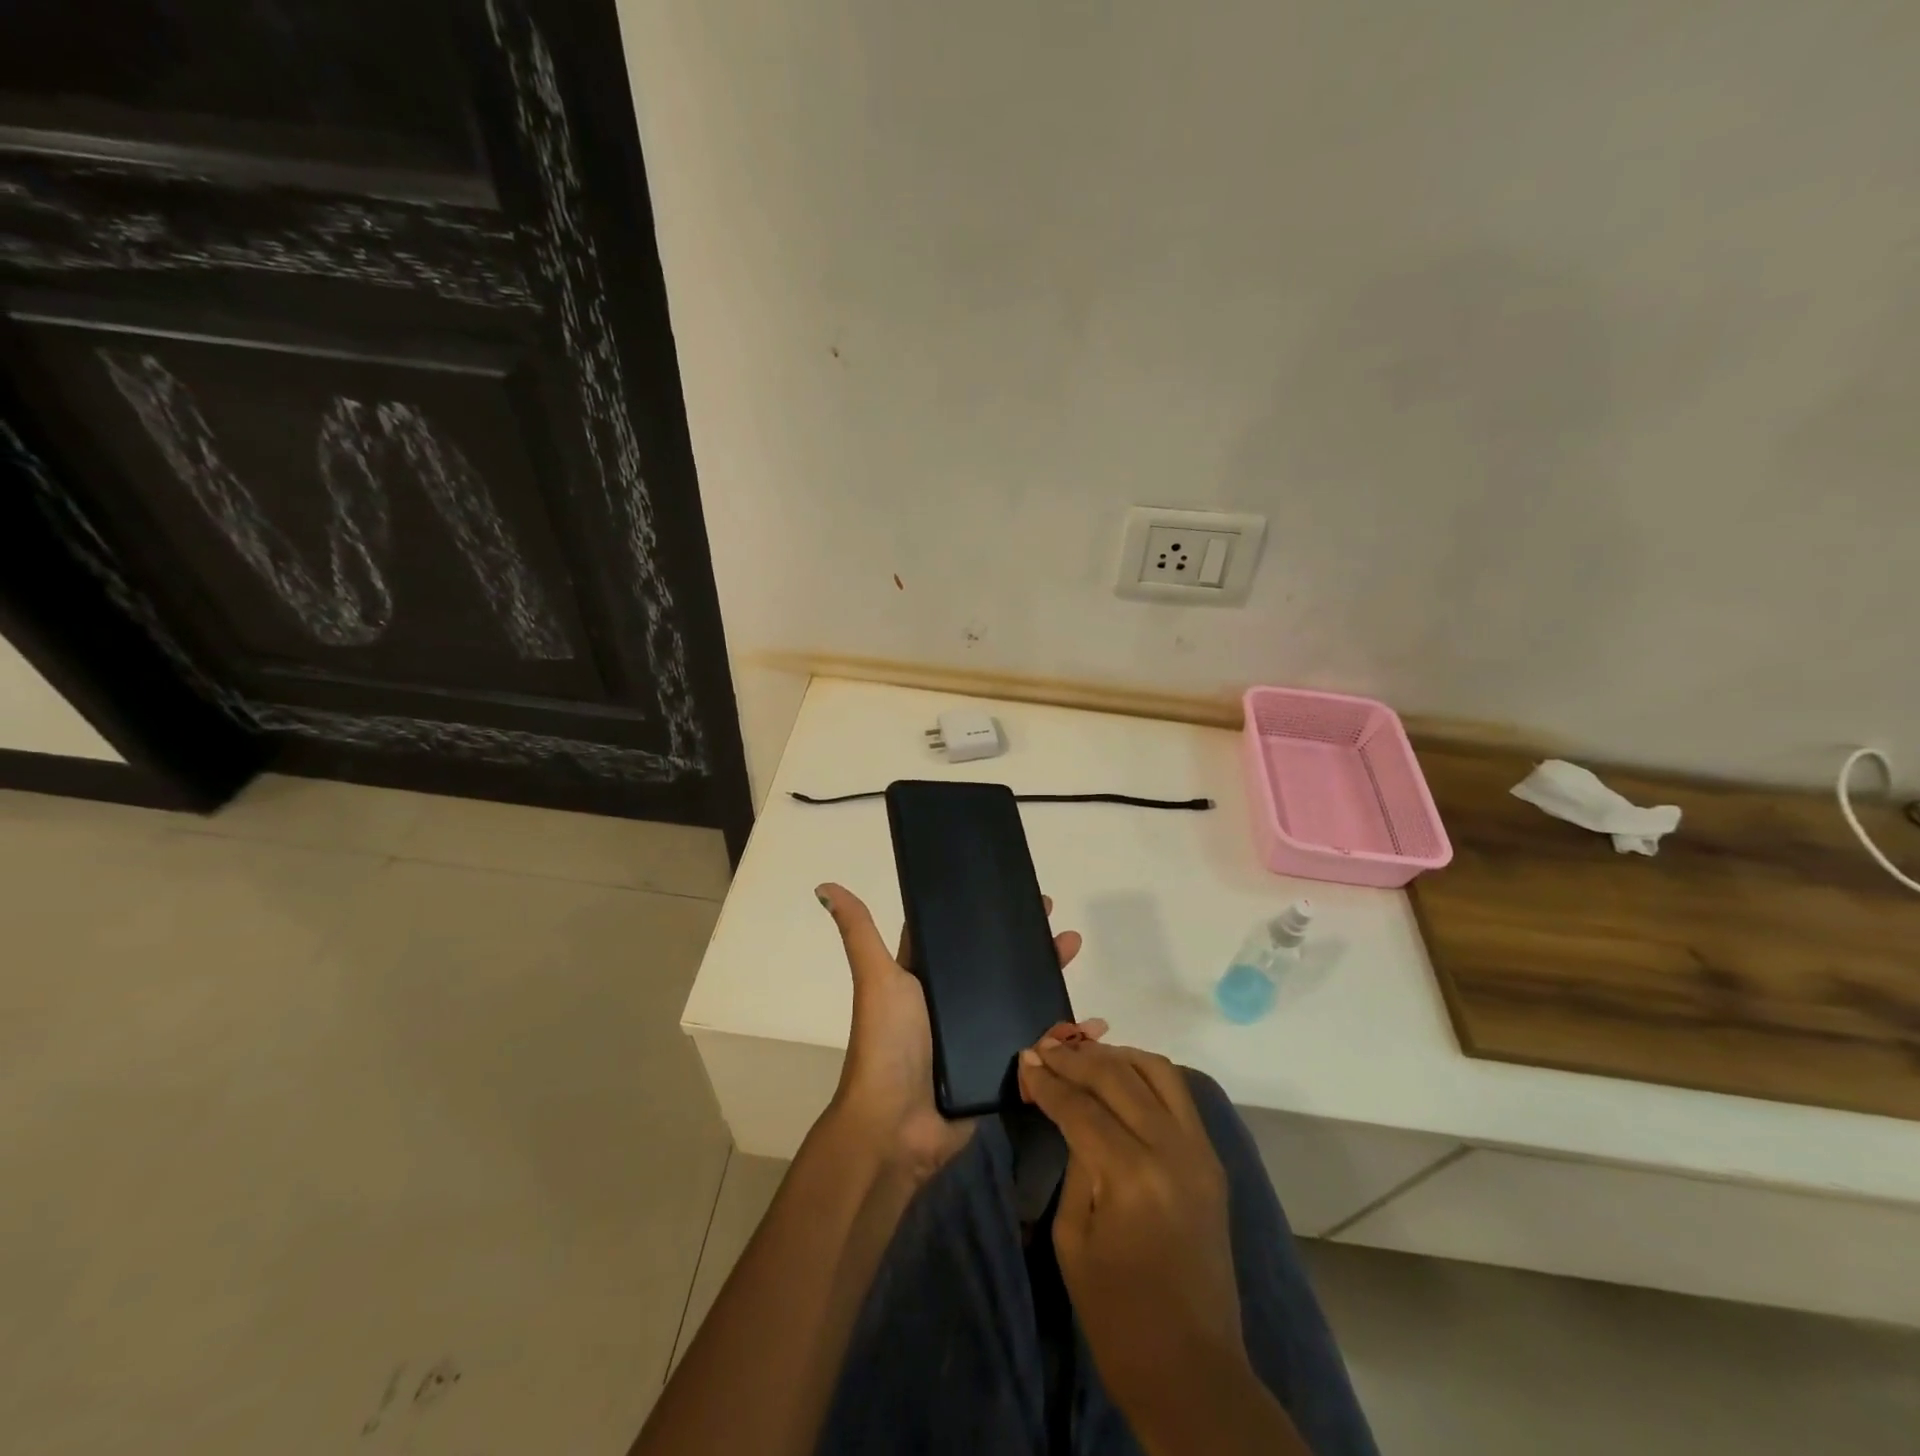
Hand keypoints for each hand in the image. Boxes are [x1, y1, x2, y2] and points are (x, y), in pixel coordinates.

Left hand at [815, 882, 1095, 1181]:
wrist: (898, 1126)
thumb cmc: (888, 1044)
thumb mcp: (876, 978)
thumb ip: (858, 932)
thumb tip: (825, 885)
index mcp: (928, 977)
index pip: (962, 935)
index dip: (988, 912)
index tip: (1022, 891)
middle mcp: (955, 1002)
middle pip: (999, 963)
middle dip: (1029, 941)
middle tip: (1057, 920)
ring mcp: (981, 1034)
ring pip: (1023, 996)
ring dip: (1051, 975)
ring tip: (1074, 951)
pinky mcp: (1002, 1066)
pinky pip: (1040, 1042)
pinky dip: (1067, 1032)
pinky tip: (1094, 1022)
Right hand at [1017, 1040, 1247, 1423]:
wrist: (1193, 1372)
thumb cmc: (1117, 1317)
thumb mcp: (1073, 1238)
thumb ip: (1074, 1163)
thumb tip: (1068, 1112)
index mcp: (1131, 1176)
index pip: (1081, 1106)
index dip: (1048, 1081)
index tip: (1024, 1059)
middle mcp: (1171, 1150)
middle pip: (1118, 1076)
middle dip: (1076, 1058)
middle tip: (1045, 1048)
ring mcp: (1200, 1151)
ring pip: (1157, 1071)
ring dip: (1115, 1055)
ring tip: (1082, 1055)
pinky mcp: (1212, 1160)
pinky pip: (1179, 1094)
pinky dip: (1146, 1073)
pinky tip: (1120, 1075)